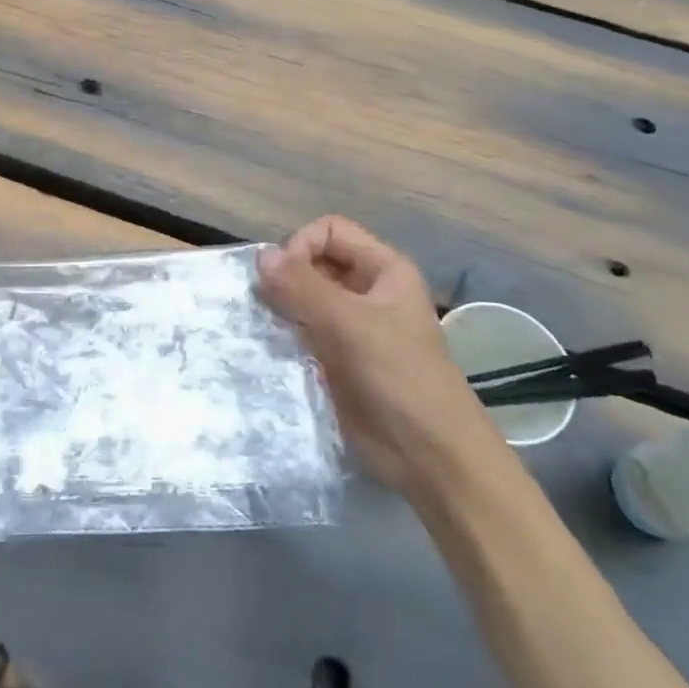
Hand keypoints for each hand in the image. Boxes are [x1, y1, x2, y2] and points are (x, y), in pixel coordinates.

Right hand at [259, 216, 507, 491]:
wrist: (428, 456)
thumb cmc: (399, 377)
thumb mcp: (351, 324)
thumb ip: (303, 287)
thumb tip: (259, 255)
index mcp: (383, 269)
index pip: (328, 232)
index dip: (301, 246)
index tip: (282, 280)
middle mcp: (365, 290)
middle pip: (313, 262)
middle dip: (285, 278)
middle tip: (265, 306)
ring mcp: (349, 326)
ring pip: (302, 298)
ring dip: (279, 308)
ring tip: (261, 327)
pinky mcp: (334, 358)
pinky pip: (300, 332)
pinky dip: (281, 335)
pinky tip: (267, 348)